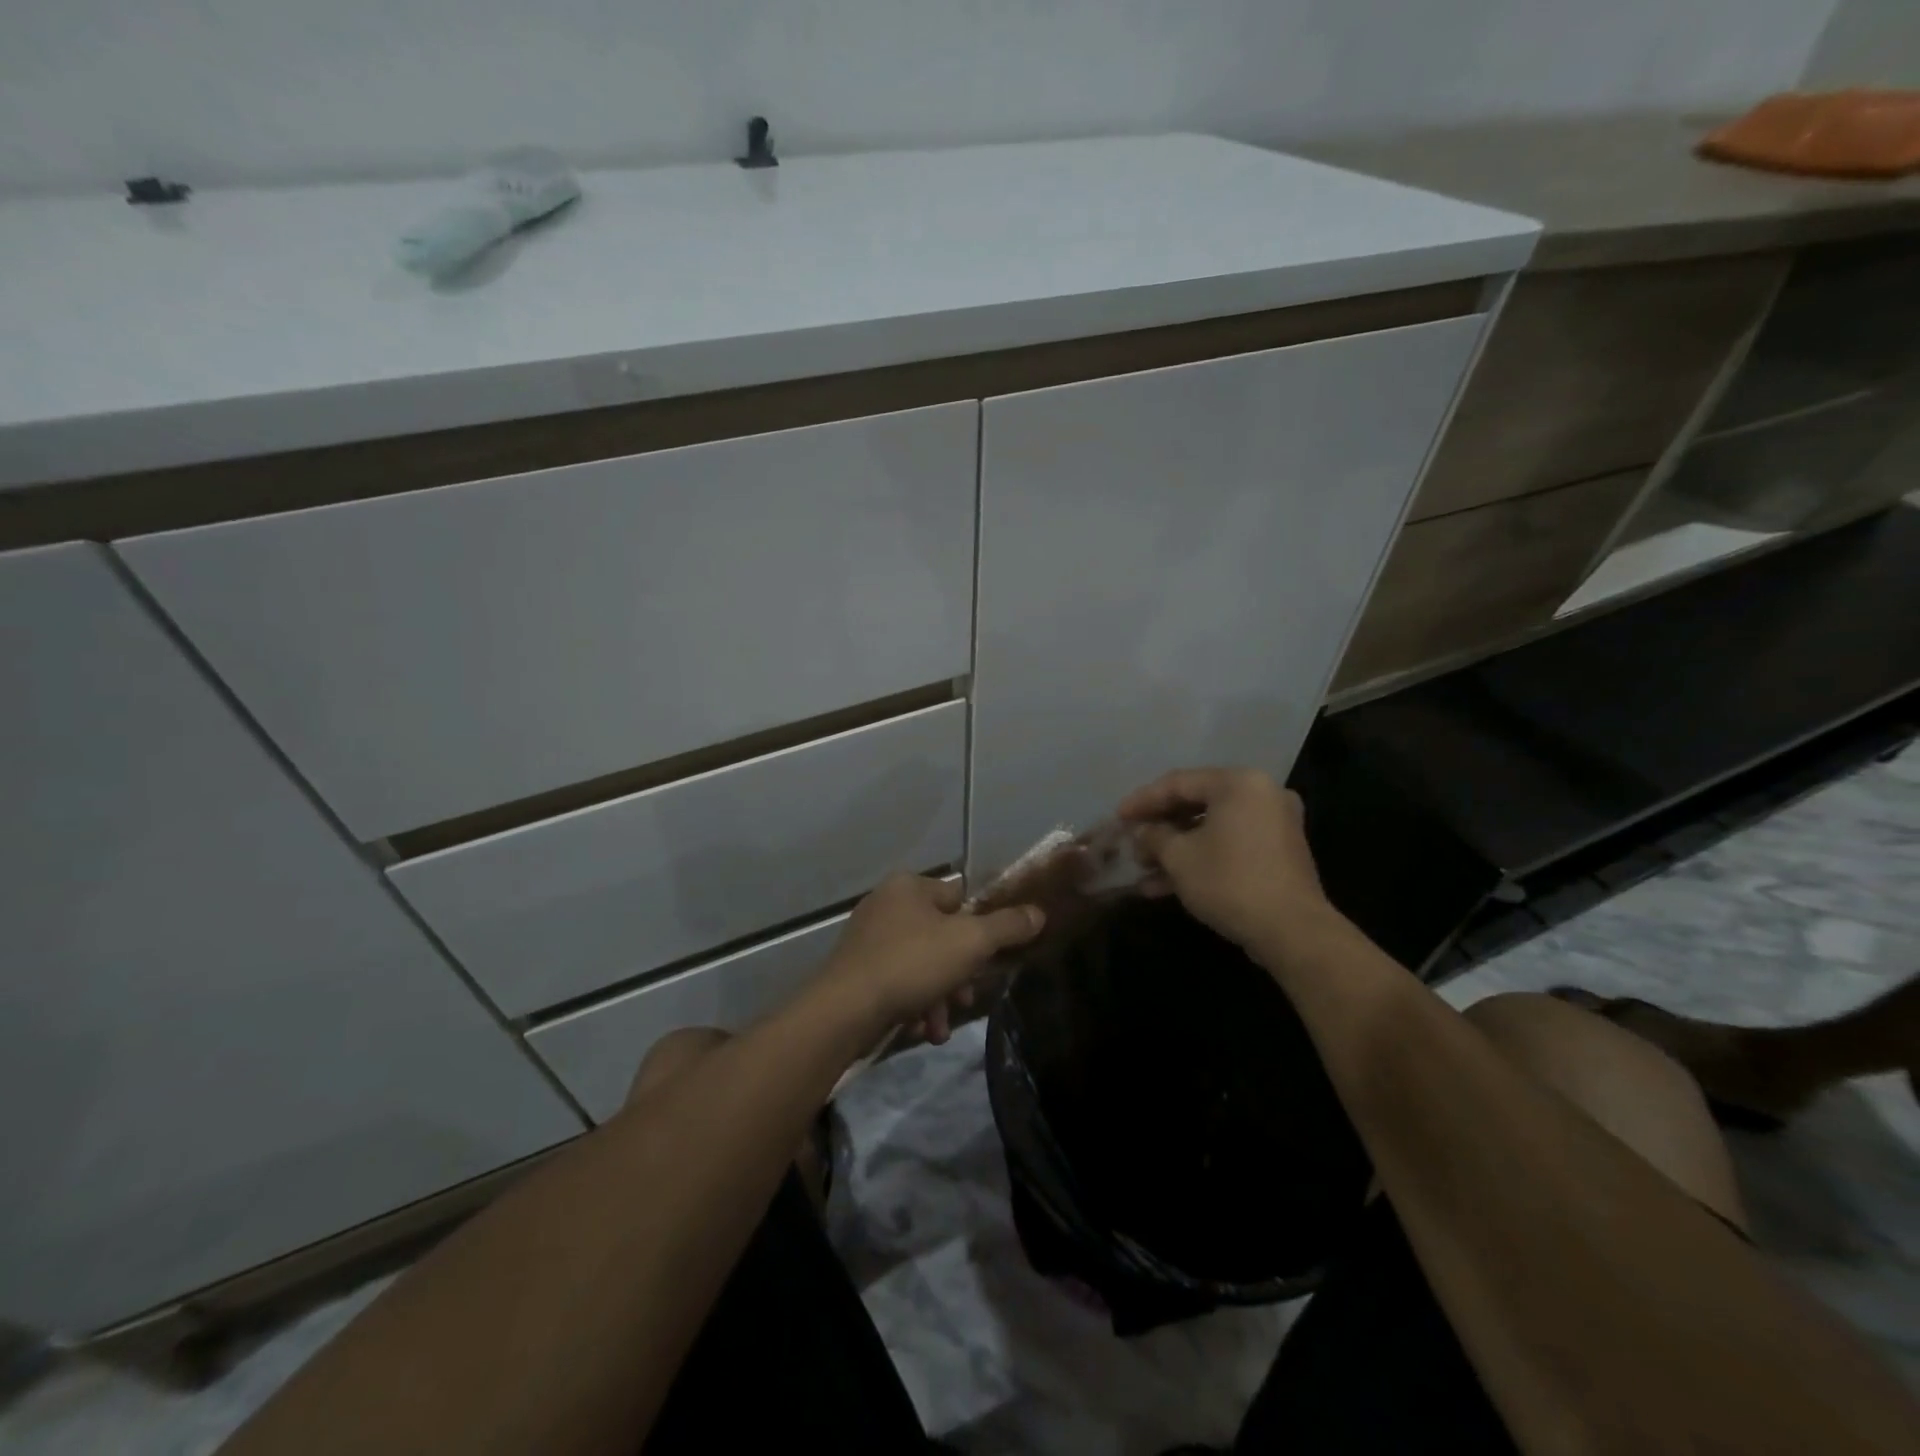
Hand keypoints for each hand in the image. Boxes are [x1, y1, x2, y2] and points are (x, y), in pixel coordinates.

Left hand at [811, 875, 1044, 1045]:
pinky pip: (898, 982)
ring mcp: (868, 938)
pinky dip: (914, 1005)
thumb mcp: (970, 942)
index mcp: (909, 886)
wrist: (845, 1010)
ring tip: (941, 1028)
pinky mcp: (857, 971)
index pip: (959, 897)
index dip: (979, 927)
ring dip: (939, 997)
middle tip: (967, 998)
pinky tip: (922, 1031)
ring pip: (922, 964)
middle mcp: (886, 904)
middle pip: (942, 935)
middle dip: (959, 973)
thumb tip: (1039, 913)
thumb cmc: (911, 964)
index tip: (987, 958)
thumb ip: (1008, 927)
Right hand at [1118, 768, 1334, 951]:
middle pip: (1196, 803)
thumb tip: (1141, 833)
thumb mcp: (1179, 857)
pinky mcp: (1277, 853)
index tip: (1117, 817)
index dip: (1142, 800)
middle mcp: (1261, 794)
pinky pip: (1229, 845)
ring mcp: (1273, 824)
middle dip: (1159, 827)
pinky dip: (1200, 858)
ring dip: (1175, 848)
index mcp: (1238, 783)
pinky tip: (1165, 885)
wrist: (1292, 931)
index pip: (1178, 783)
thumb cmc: (1230, 881)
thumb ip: (1154, 837)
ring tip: (1143, 869)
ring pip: (1211, 829)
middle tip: (1131, 842)